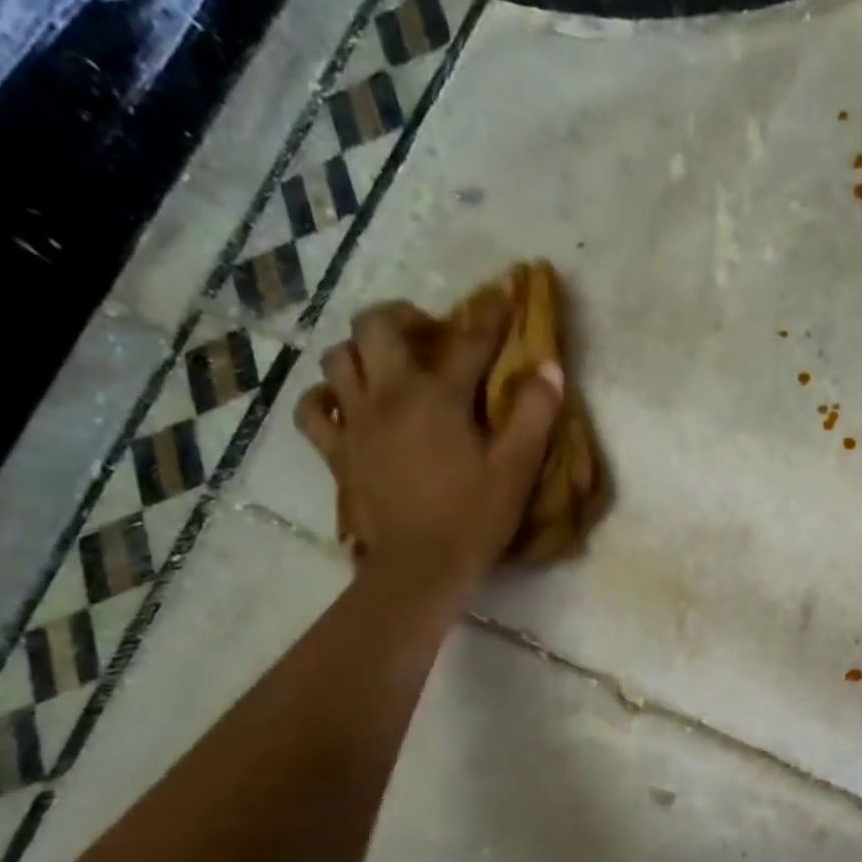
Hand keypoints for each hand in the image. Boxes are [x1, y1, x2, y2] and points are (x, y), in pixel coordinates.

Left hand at [295, 298, 560, 593]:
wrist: (420, 566)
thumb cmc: (475, 516)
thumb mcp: (517, 467)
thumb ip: (535, 414)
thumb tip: (549, 367)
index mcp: (437, 396)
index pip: (467, 341)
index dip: (491, 316)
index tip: (506, 295)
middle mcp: (388, 395)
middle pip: (375, 327)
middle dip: (401, 316)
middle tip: (426, 331)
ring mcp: (354, 422)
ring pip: (338, 359)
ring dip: (363, 351)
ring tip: (387, 364)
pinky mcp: (336, 452)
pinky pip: (312, 408)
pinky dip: (325, 396)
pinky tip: (345, 404)